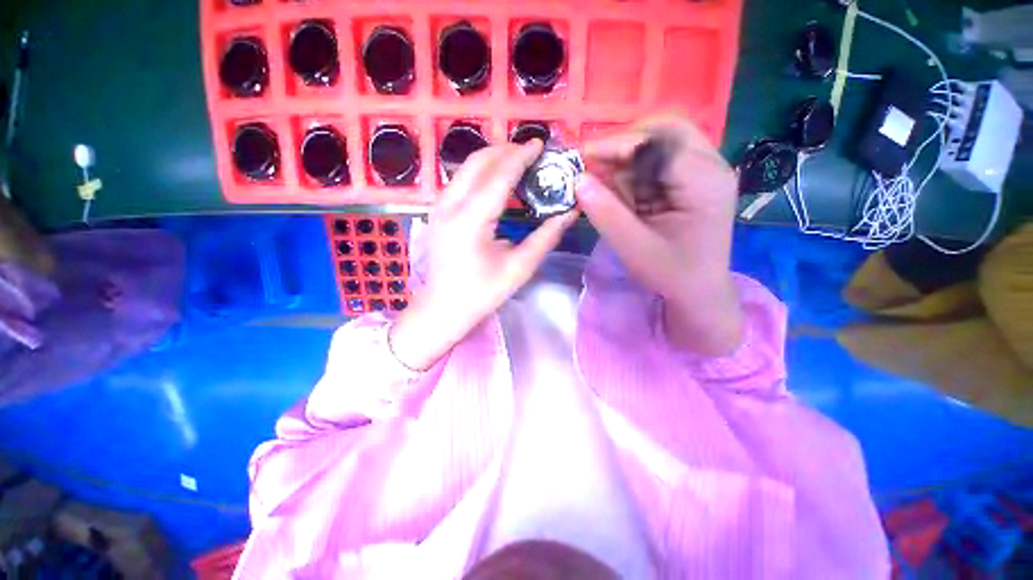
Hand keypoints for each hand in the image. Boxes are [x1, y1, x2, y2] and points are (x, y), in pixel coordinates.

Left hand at [389, 141, 579, 370]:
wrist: (443, 308)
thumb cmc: (482, 293)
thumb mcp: (519, 268)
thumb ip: (545, 237)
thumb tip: (570, 212)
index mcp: (471, 220)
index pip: (499, 175)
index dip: (522, 156)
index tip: (541, 144)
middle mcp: (450, 205)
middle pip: (479, 161)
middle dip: (506, 150)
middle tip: (532, 153)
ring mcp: (439, 206)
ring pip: (467, 167)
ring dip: (493, 159)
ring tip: (518, 162)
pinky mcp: (437, 211)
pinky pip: (461, 180)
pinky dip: (481, 172)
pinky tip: (497, 181)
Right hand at [577, 116, 743, 354]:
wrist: (699, 293)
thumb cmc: (671, 275)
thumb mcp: (634, 247)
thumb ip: (606, 213)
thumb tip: (578, 180)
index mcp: (704, 182)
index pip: (660, 142)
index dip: (619, 144)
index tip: (585, 157)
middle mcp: (711, 167)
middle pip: (666, 130)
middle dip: (625, 145)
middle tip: (596, 165)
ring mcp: (705, 172)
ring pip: (661, 144)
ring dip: (628, 160)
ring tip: (605, 184)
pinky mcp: (693, 181)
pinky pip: (660, 163)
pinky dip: (635, 173)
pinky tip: (622, 193)